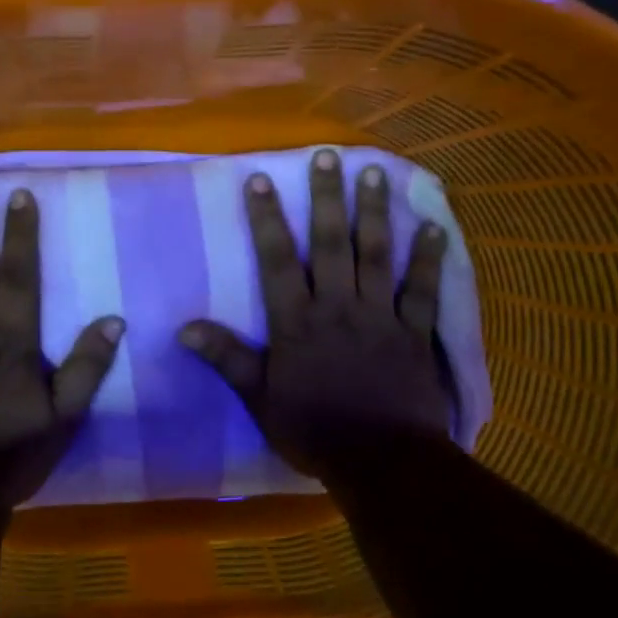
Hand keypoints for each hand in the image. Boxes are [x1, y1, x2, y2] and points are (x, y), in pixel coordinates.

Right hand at [178, 149, 451, 476]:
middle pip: (330, 244)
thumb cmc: (314, 430)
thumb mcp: (260, 398)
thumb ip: (228, 359)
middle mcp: (338, 307)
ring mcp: (380, 316)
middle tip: (329, 156)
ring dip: (374, 213)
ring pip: (376, 255)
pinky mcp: (414, 332)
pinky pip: (422, 289)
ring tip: (375, 173)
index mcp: (297, 322)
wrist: (381, 461)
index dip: (267, 220)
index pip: (277, 261)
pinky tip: (434, 225)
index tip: (260, 181)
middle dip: (326, 198)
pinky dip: (429, 258)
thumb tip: (184, 328)